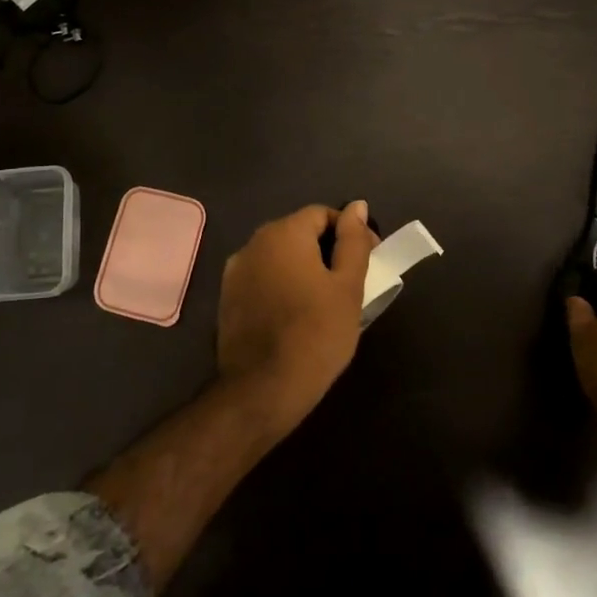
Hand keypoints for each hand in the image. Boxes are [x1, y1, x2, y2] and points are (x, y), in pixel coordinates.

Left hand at [217, 202, 375, 431]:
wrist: (263, 390)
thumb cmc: (316, 334)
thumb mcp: (348, 287)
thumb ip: (353, 242)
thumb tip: (358, 206)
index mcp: (283, 233)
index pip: (322, 214)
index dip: (349, 232)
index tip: (369, 260)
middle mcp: (253, 243)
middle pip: (298, 233)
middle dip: (326, 250)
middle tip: (351, 283)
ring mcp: (235, 271)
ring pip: (279, 257)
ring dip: (303, 268)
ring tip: (325, 301)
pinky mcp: (227, 298)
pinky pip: (262, 279)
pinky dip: (282, 286)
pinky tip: (296, 315)